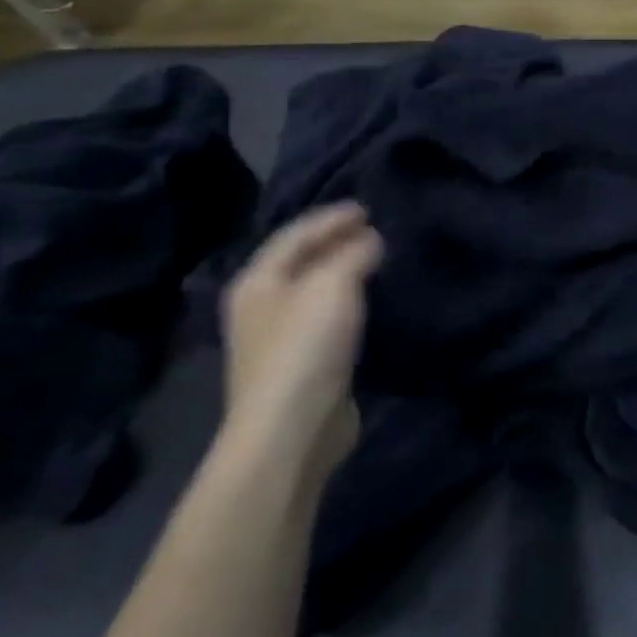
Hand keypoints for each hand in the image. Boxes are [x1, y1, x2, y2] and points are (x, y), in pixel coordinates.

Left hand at [220, 204, 381, 481]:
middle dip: (337, 241)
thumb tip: (371, 240)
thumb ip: (354, 253)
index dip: (331, 217)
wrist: (291, 428)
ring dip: (345, 270)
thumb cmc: (306, 346)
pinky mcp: (302, 362)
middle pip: (302, 260)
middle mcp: (261, 305)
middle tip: (376, 228)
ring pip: (316, 288)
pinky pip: (328, 315)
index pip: (295, 234)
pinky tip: (371, 298)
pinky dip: (349, 298)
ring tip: (379, 257)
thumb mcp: (334, 284)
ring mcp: (279, 336)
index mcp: (257, 282)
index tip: (368, 207)